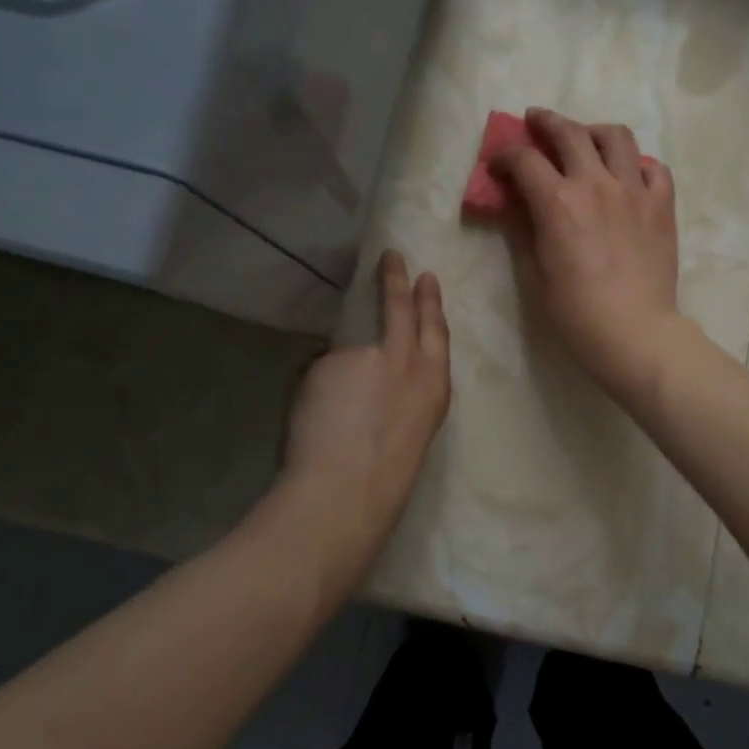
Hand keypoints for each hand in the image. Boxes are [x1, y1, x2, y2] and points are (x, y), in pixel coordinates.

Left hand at [275, 250, 450, 566]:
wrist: (344, 491)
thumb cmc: (385, 480)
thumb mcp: (412, 431)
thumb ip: (399, 395)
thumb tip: (369, 379)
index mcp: (433, 386)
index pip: (435, 331)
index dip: (430, 302)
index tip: (426, 277)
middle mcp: (403, 360)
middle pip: (399, 309)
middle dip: (395, 280)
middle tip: (391, 257)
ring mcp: (364, 356)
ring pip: (345, 358)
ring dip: (336, 382)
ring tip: (329, 422)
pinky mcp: (327, 362)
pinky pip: (318, 373)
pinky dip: (314, 394)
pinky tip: (313, 423)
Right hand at [492, 107, 683, 400]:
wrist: (634, 332)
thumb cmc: (575, 311)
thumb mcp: (535, 271)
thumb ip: (524, 229)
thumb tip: (516, 202)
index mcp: (558, 202)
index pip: (525, 160)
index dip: (506, 156)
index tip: (499, 165)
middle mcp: (596, 184)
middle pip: (570, 133)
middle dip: (546, 121)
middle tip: (535, 121)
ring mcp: (634, 190)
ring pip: (616, 136)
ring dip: (594, 131)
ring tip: (586, 139)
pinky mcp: (662, 205)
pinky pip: (653, 167)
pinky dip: (637, 164)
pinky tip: (628, 175)